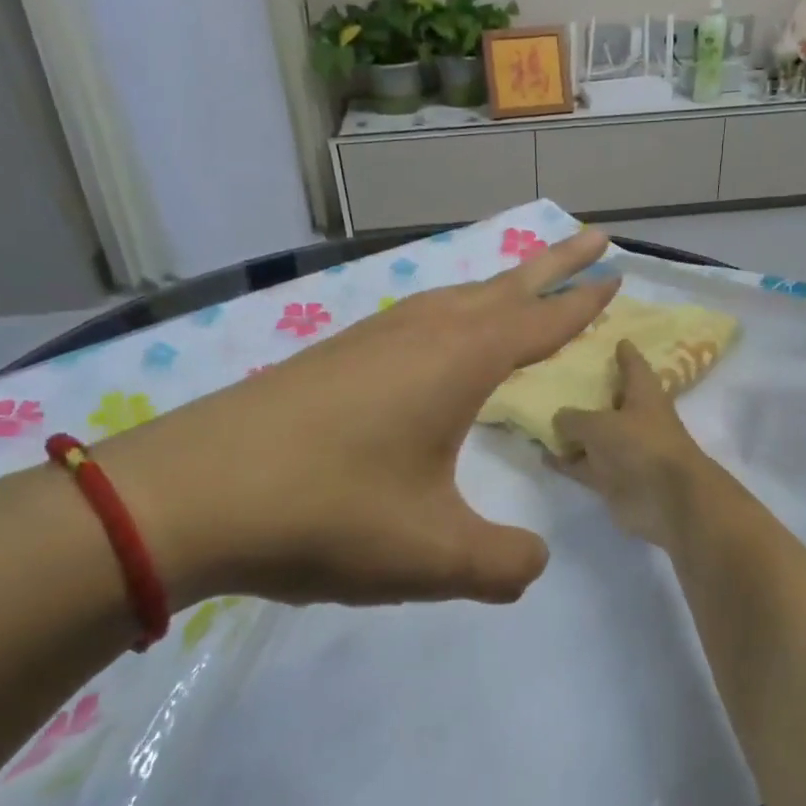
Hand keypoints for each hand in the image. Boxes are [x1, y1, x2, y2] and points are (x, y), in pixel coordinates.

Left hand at [97, 232, 619, 606]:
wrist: (188, 496)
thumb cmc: (326, 514)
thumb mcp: (432, 555)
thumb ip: (502, 564)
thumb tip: (534, 563)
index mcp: (456, 364)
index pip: (539, 323)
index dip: (582, 303)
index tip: (616, 274)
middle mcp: (418, 335)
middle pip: (501, 288)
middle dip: (552, 266)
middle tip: (592, 241)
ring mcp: (367, 340)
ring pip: (450, 298)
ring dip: (495, 287)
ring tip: (519, 289)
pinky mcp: (329, 359)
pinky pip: (410, 319)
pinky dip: (446, 314)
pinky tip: (432, 339)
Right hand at [549, 340, 724, 549]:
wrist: (667, 500)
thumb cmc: (640, 446)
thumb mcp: (599, 424)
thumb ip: (574, 418)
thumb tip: (559, 418)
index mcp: (643, 395)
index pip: (633, 366)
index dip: (625, 353)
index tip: (616, 340)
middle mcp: (635, 420)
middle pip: (608, 402)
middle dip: (587, 393)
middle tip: (557, 378)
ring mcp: (624, 452)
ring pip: (592, 437)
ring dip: (571, 432)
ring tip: (538, 417)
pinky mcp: (613, 479)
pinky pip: (584, 465)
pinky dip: (566, 461)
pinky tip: (542, 454)